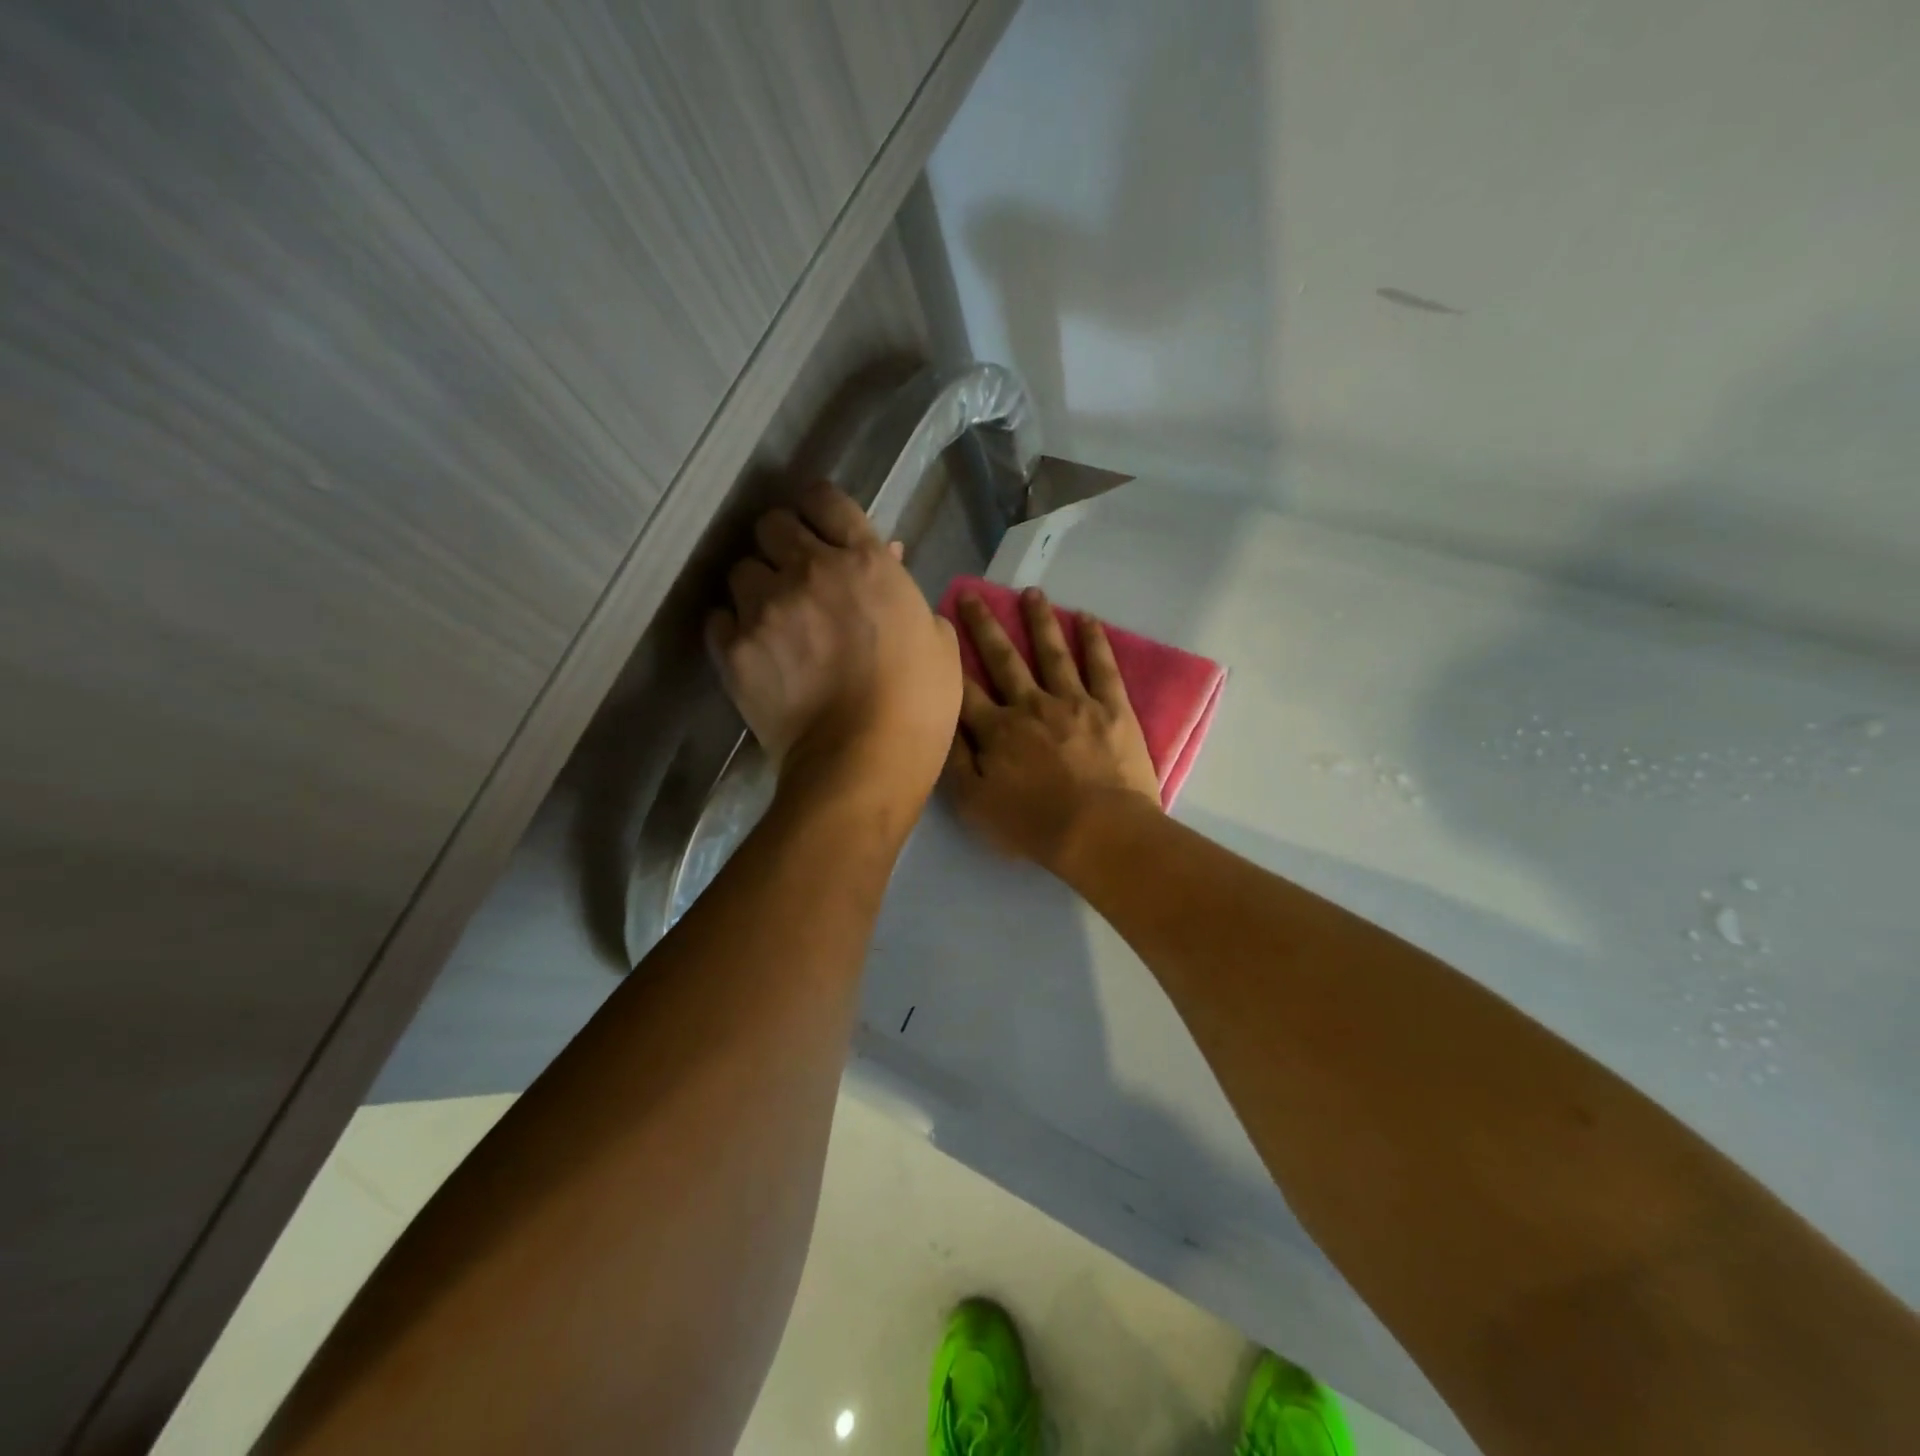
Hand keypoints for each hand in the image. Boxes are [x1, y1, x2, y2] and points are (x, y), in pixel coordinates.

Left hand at [708, 482, 959, 813]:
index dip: (819, 509)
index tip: (820, 528)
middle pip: (771, 525)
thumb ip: (908, 595)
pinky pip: (719, 618)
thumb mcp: (938, 643)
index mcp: (866, 563)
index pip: (825, 500)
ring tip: (772, 620)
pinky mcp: (734, 649)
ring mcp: (766, 608)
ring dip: (757, 588)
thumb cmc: (919, 706)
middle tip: (795, 575)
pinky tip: (752, 649)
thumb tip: (888, 563)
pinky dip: (733, 627)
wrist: (863, 763)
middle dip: (781, 543)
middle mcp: (809, 571)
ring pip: (741, 570)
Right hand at [944, 587, 1160, 870]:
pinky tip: (1087, 618)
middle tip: (972, 594)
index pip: (965, 688)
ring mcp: (1074, 701)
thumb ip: (954, 762)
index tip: (938, 632)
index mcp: (997, 729)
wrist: (1100, 832)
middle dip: (985, 626)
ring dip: (1039, 620)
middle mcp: (1031, 704)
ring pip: (1052, 652)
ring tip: (1031, 592)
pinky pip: (1102, 666)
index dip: (949, 659)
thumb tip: (940, 724)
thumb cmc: (1033, 825)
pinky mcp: (1112, 708)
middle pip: (1003, 658)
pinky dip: (1094, 640)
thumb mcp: (975, 805)